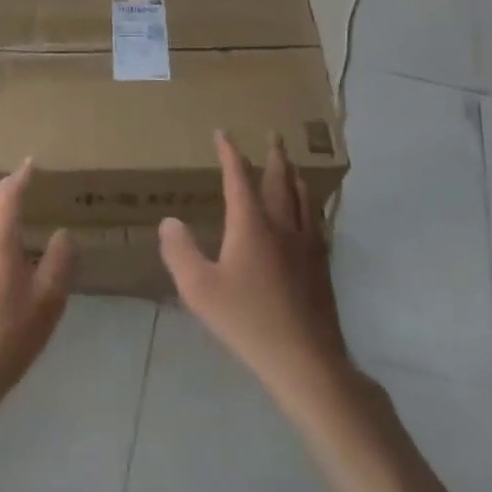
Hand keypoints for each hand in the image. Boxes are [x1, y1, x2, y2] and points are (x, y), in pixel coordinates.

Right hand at [160, 132, 352, 409]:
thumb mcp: (199, 289)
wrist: (305, 358)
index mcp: (251, 224)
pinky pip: (316, 220)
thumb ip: (180, 252)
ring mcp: (307, 244)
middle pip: (280, 180)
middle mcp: (282, 224)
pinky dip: (310, 204)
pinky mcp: (322, 264)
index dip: (230, 153)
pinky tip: (311, 214)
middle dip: (274, 156)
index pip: (239, 177)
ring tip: (292, 166)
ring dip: (294, 176)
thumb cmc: (247, 320)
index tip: (223, 133)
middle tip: (274, 135)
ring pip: (303, 198)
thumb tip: (169, 221)